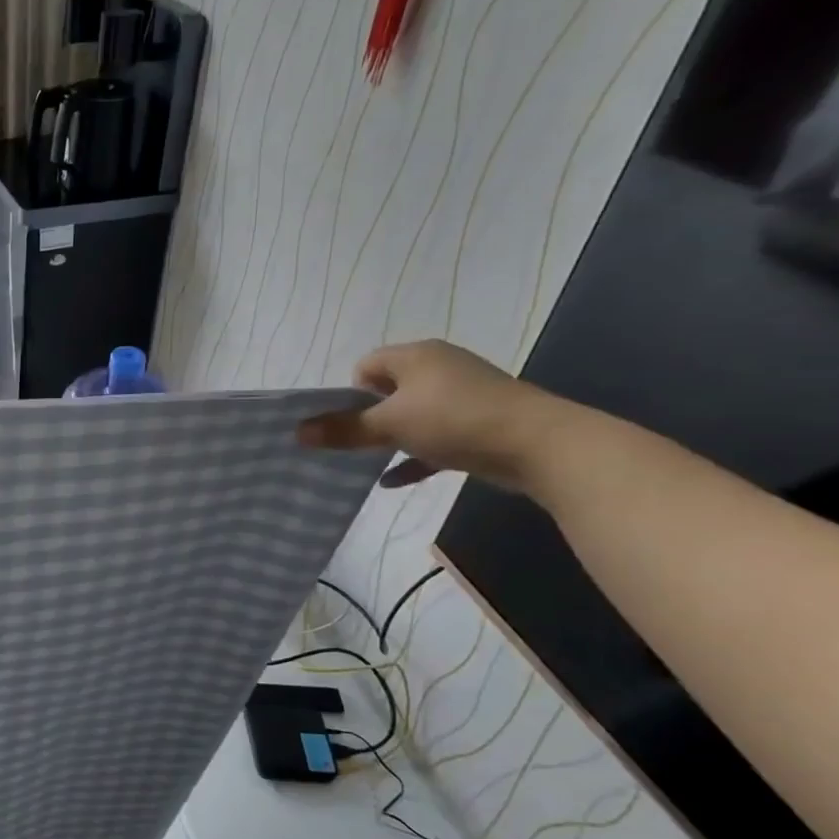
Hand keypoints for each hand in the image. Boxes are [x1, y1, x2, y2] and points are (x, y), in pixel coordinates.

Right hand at [297, 340, 569, 490]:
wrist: (541, 445)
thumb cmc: (455, 421)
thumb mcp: (390, 425)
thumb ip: (343, 430)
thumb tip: (297, 432)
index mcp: (416, 357)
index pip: (367, 365)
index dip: (349, 392)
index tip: (346, 422)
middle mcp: (439, 369)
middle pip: (388, 390)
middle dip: (367, 417)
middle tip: (353, 444)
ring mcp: (463, 397)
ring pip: (412, 415)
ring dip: (391, 437)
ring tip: (370, 461)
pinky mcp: (479, 424)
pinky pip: (435, 438)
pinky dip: (415, 456)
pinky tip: (393, 481)